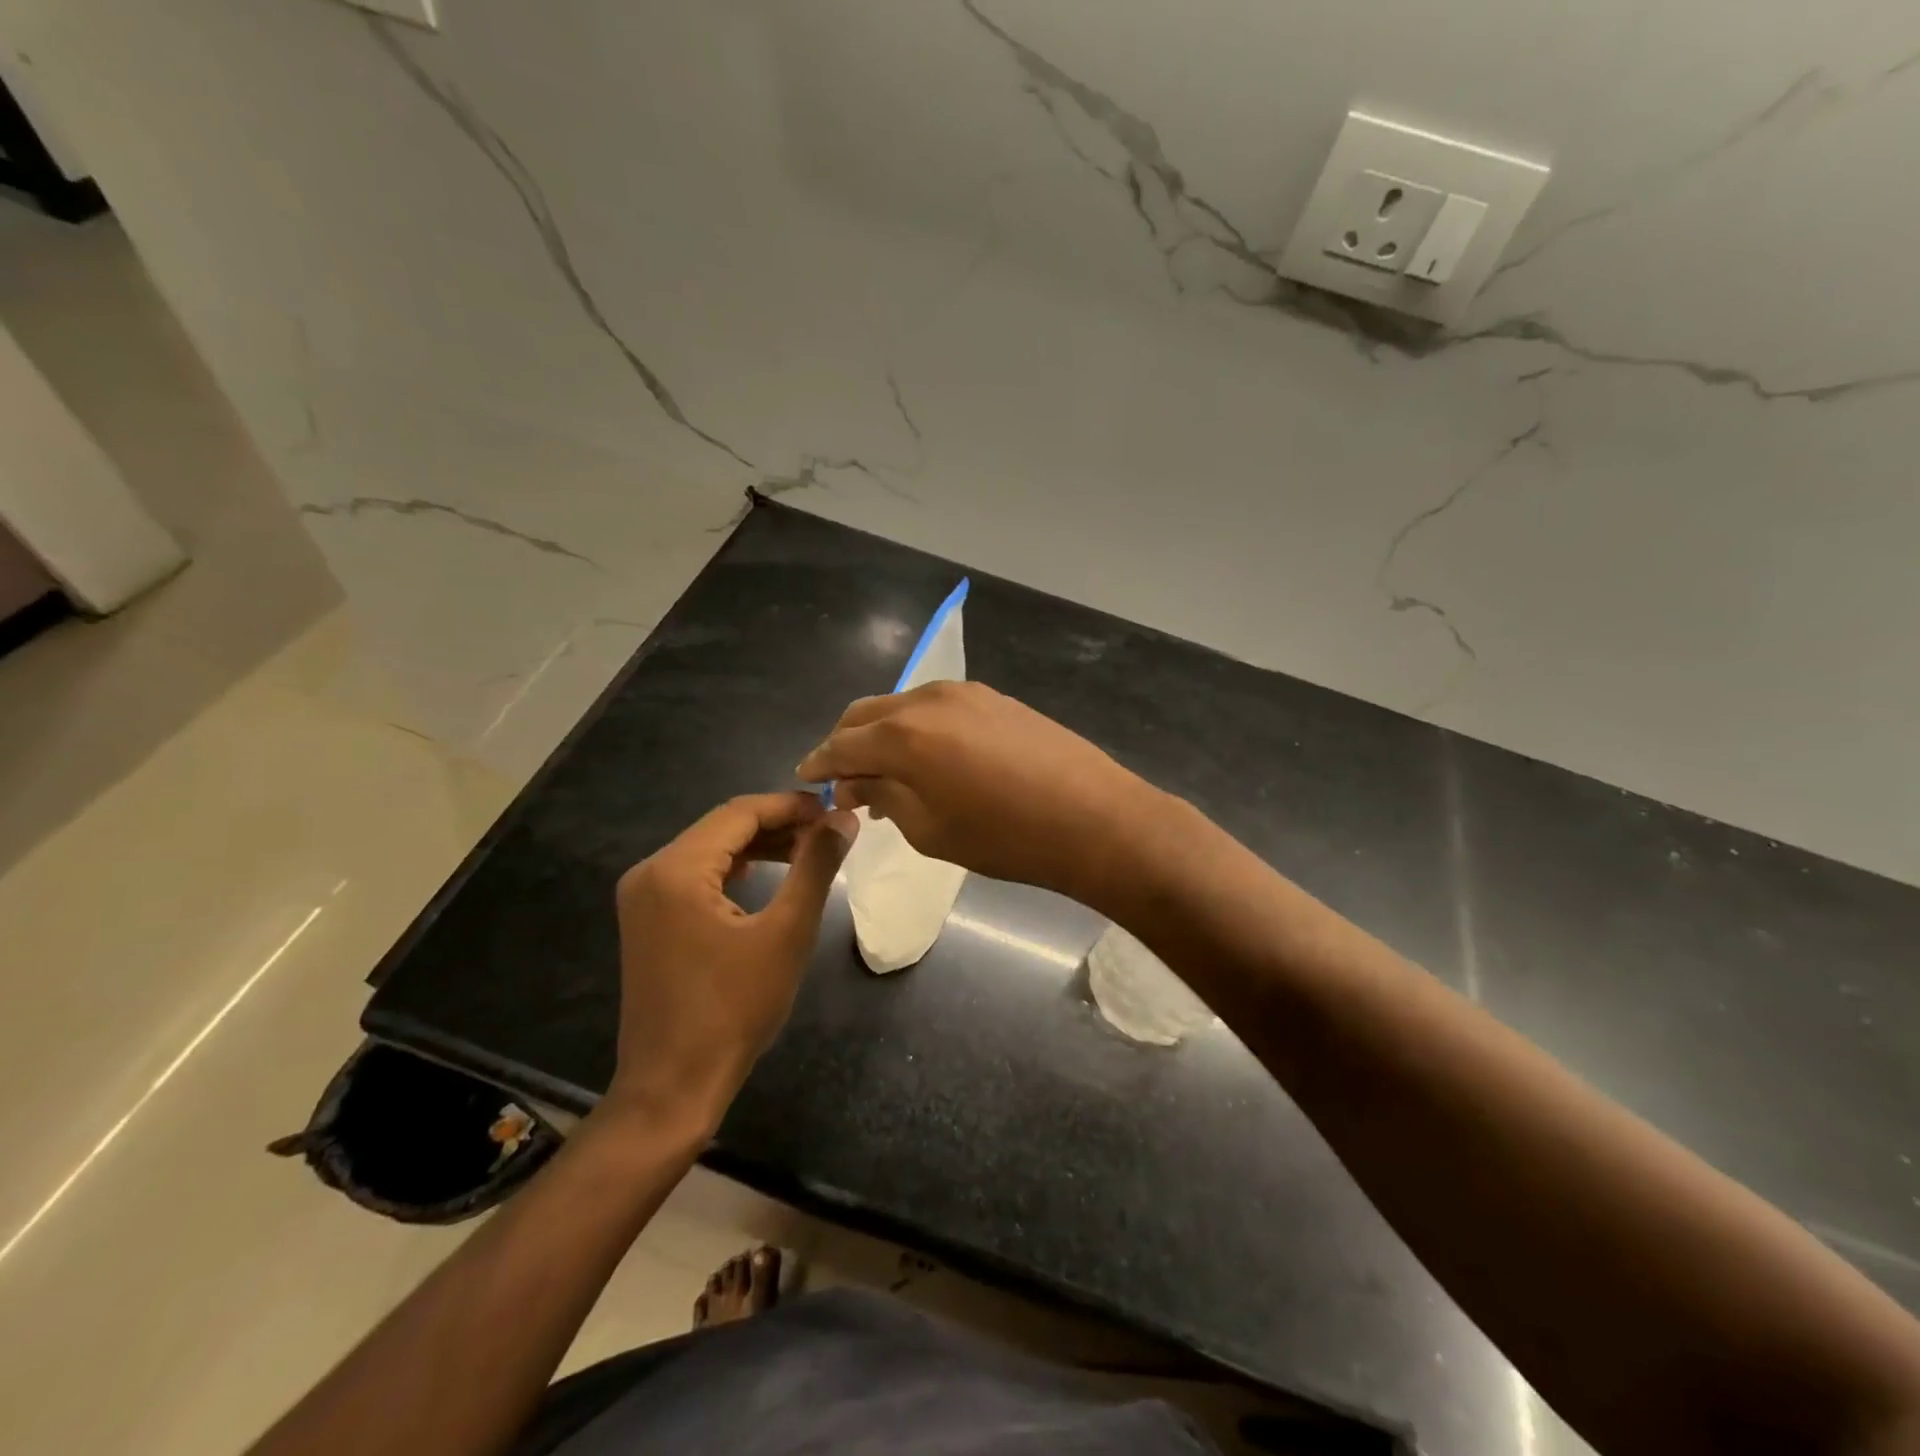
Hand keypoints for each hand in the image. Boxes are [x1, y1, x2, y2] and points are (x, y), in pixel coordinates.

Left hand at [605, 792, 856, 1125]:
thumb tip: (844, 818)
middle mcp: (650, 872)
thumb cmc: (734, 1010)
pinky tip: (770, 873)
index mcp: (676, 869)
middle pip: (723, 827)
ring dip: (760, 845)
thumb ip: (816, 866)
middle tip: (830, 830)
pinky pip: (697, 876)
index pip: (740, 812)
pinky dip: (736, 869)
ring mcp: (644, 897)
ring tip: (810, 849)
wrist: (674, 1086)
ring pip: (711, 850)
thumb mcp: (787, 932)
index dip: (791, 805)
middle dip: (778, 823)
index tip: (836, 807)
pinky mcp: (649, 920)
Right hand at [796, 682, 1161, 907]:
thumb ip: (885, 797)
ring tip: (887, 773)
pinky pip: (936, 707)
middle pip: (866, 714)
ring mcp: (965, 693)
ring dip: (883, 734)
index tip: (807, 778)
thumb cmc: (1005, 837)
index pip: (842, 744)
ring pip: (902, 706)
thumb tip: (858, 783)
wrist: (1094, 818)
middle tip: (845, 779)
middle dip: (846, 744)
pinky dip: (917, 727)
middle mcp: (927, 699)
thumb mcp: (930, 829)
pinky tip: (928, 758)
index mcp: (903, 735)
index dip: (820, 763)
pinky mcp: (994, 697)